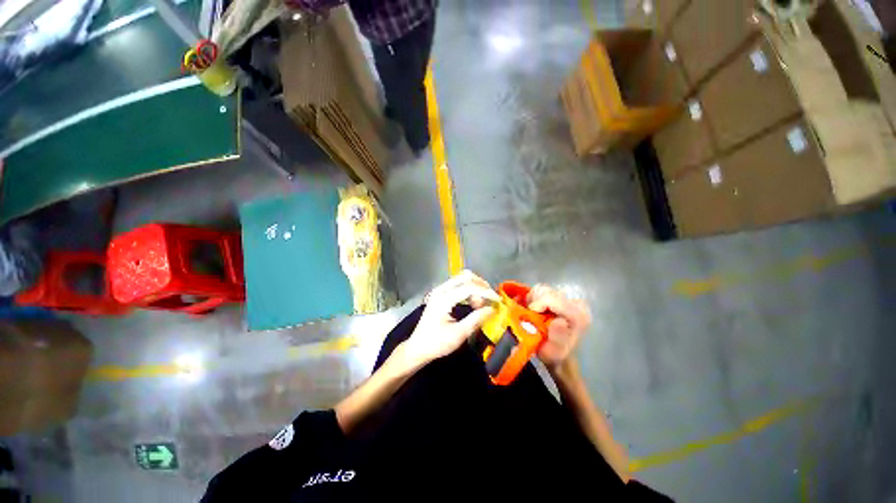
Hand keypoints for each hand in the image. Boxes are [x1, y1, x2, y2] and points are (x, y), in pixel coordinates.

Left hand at [400, 271, 498, 369]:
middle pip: (465, 277)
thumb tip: (492, 309)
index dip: (485, 292)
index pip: (469, 287)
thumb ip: (476, 320)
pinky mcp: (441, 294)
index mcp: (443, 299)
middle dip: (481, 286)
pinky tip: (472, 302)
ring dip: (475, 288)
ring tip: (479, 305)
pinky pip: (458, 285)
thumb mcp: (458, 334)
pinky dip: (469, 290)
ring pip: (462, 279)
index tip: (497, 300)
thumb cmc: (436, 343)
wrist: (418, 348)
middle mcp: (441, 290)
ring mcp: (440, 291)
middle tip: (488, 301)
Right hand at [527, 284, 591, 368]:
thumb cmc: (555, 354)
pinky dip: (535, 298)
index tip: (530, 313)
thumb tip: (559, 321)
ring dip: (534, 300)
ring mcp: (570, 299)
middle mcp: (577, 304)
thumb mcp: (555, 351)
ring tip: (532, 313)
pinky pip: (543, 290)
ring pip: (543, 289)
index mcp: (578, 316)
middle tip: (529, 315)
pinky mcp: (563, 297)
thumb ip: (558, 337)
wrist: (558, 355)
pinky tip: (535, 309)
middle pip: (548, 292)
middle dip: (535, 302)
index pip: (553, 299)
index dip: (538, 304)